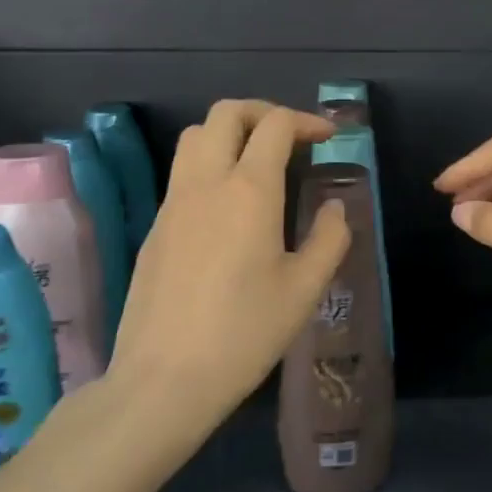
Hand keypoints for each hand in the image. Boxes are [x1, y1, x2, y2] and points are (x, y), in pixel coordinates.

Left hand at [105, 100, 351, 455]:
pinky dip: (210, 165)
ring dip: (230, 133)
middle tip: (292, 138)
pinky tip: (229, 208)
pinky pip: (182, 173)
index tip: (329, 139)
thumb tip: (336, 207)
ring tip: (259, 163)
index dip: (307, 121)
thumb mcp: (304, 289)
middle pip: (227, 113)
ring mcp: (174, 203)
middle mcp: (206, 183)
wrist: (164, 379)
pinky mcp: (155, 227)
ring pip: (195, 137)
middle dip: (264, 112)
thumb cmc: (244, 333)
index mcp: (249, 190)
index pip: (276, 125)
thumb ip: (329, 238)